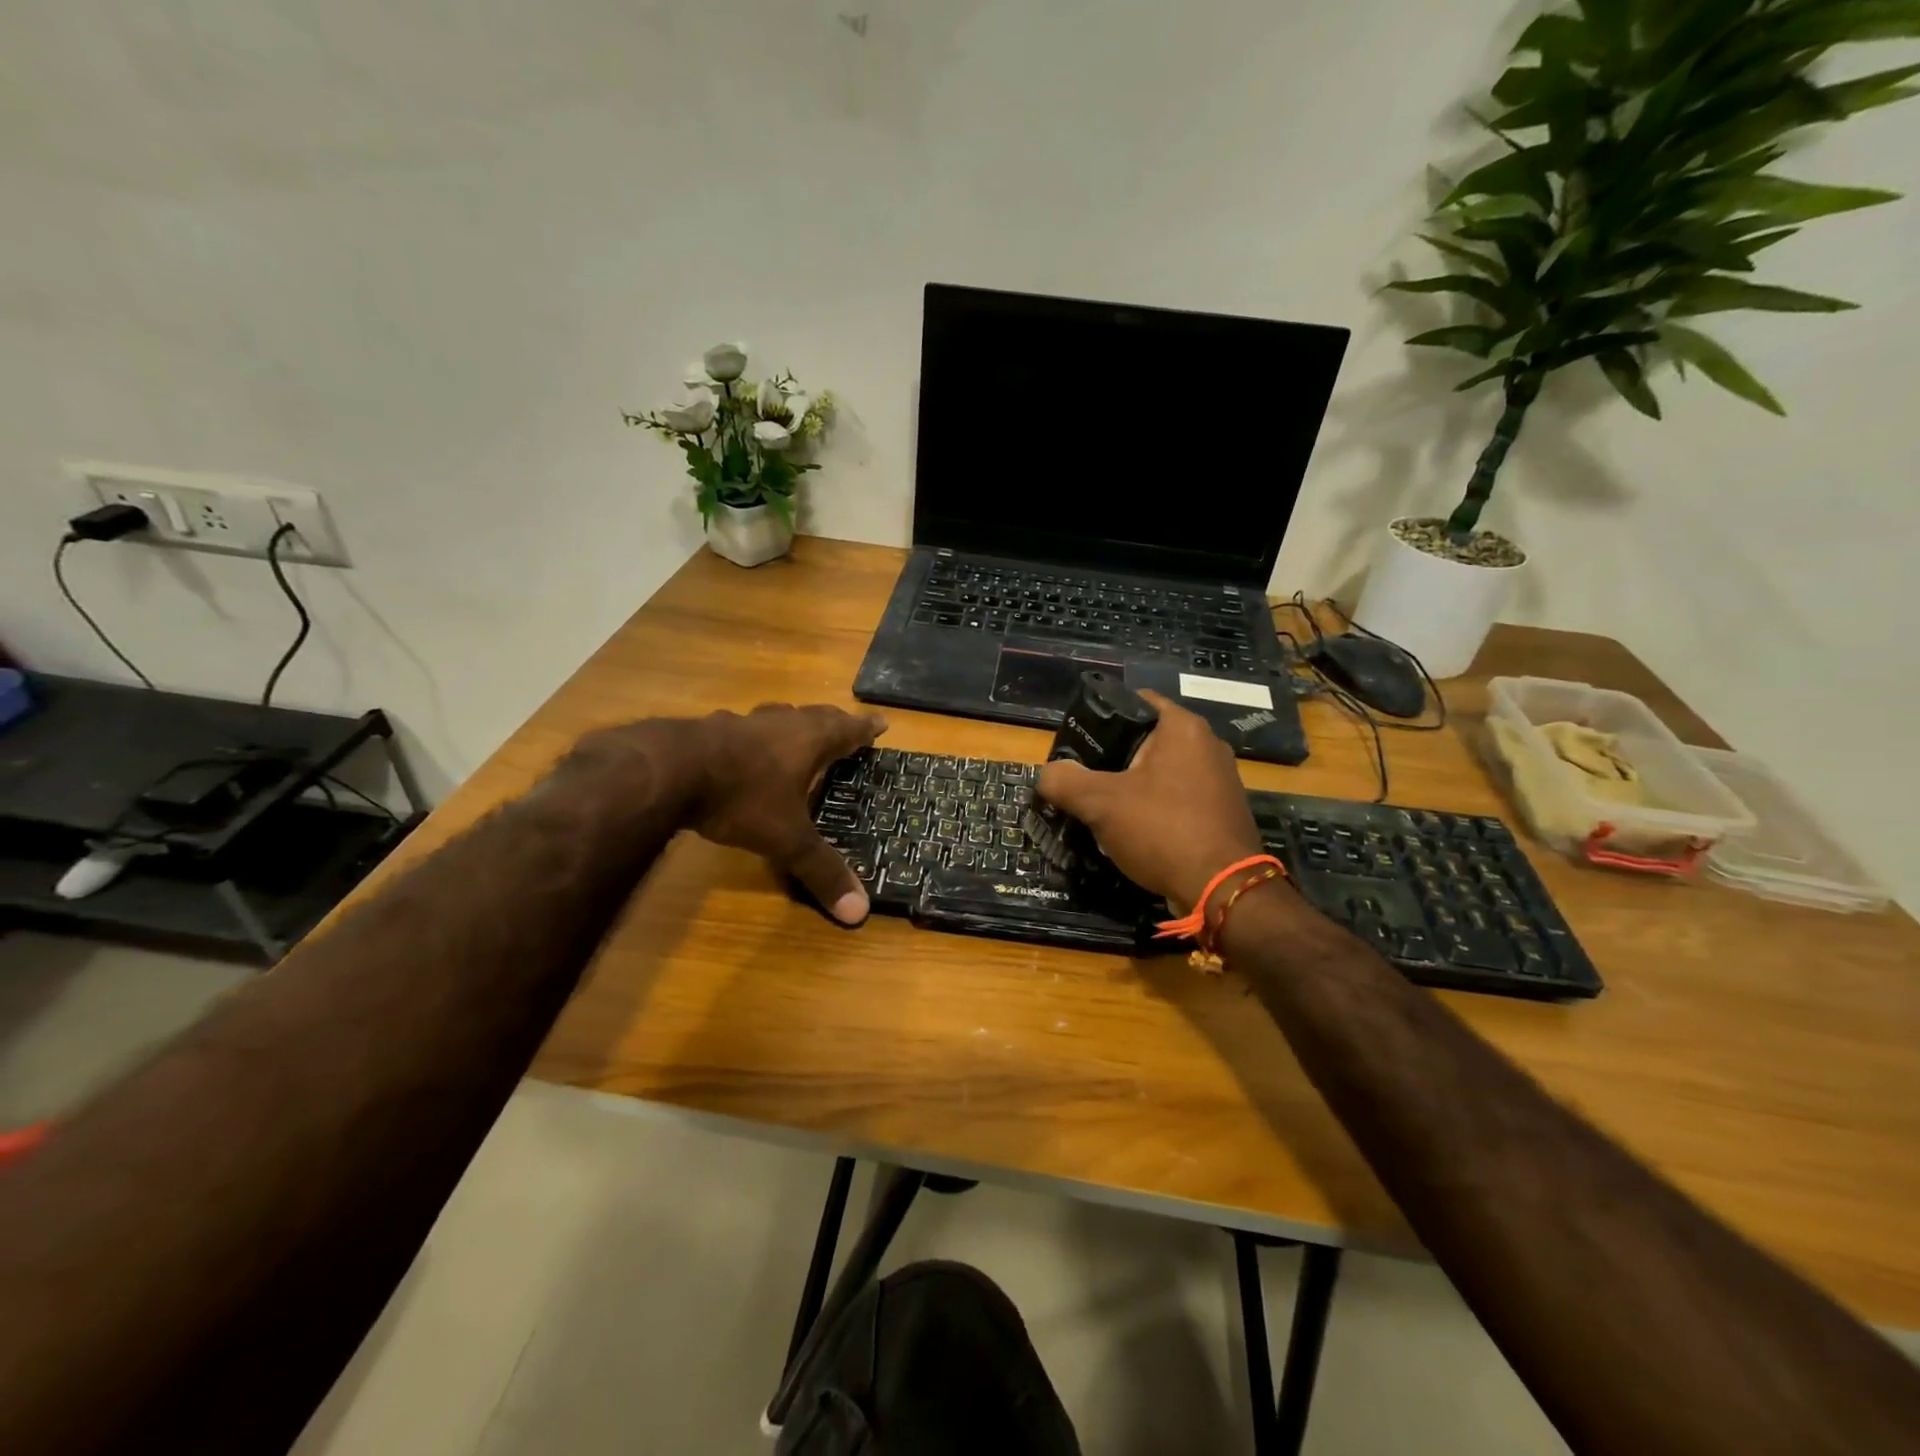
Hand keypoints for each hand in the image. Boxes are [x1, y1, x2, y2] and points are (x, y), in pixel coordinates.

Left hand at [572, 704, 884, 924]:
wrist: (669, 771)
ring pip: (777, 718)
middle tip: (845, 729)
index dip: (866, 728)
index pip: (847, 729)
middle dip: (833, 723)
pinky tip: (742, 753)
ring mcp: (742, 723)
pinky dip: (753, 739)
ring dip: (791, 726)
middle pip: (815, 716)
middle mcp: (780, 723)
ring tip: (797, 736)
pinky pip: (742, 730)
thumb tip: (859, 912)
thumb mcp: (786, 839)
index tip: (882, 722)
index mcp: (809, 740)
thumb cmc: (742, 797)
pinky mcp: (709, 731)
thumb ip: (821, 870)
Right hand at [1036, 690, 1262, 911]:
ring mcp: (1220, 780)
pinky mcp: (1223, 812)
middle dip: (1113, 758)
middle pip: (1146, 740)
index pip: (1135, 701)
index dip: (1101, 717)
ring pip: (1162, 772)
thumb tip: (1048, 775)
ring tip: (1102, 808)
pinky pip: (1178, 799)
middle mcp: (1208, 745)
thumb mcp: (1100, 803)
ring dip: (1133, 787)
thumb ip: (1065, 781)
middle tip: (1083, 778)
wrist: (1223, 890)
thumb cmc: (1163, 830)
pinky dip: (1155, 809)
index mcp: (1183, 728)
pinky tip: (1133, 831)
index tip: (1077, 742)